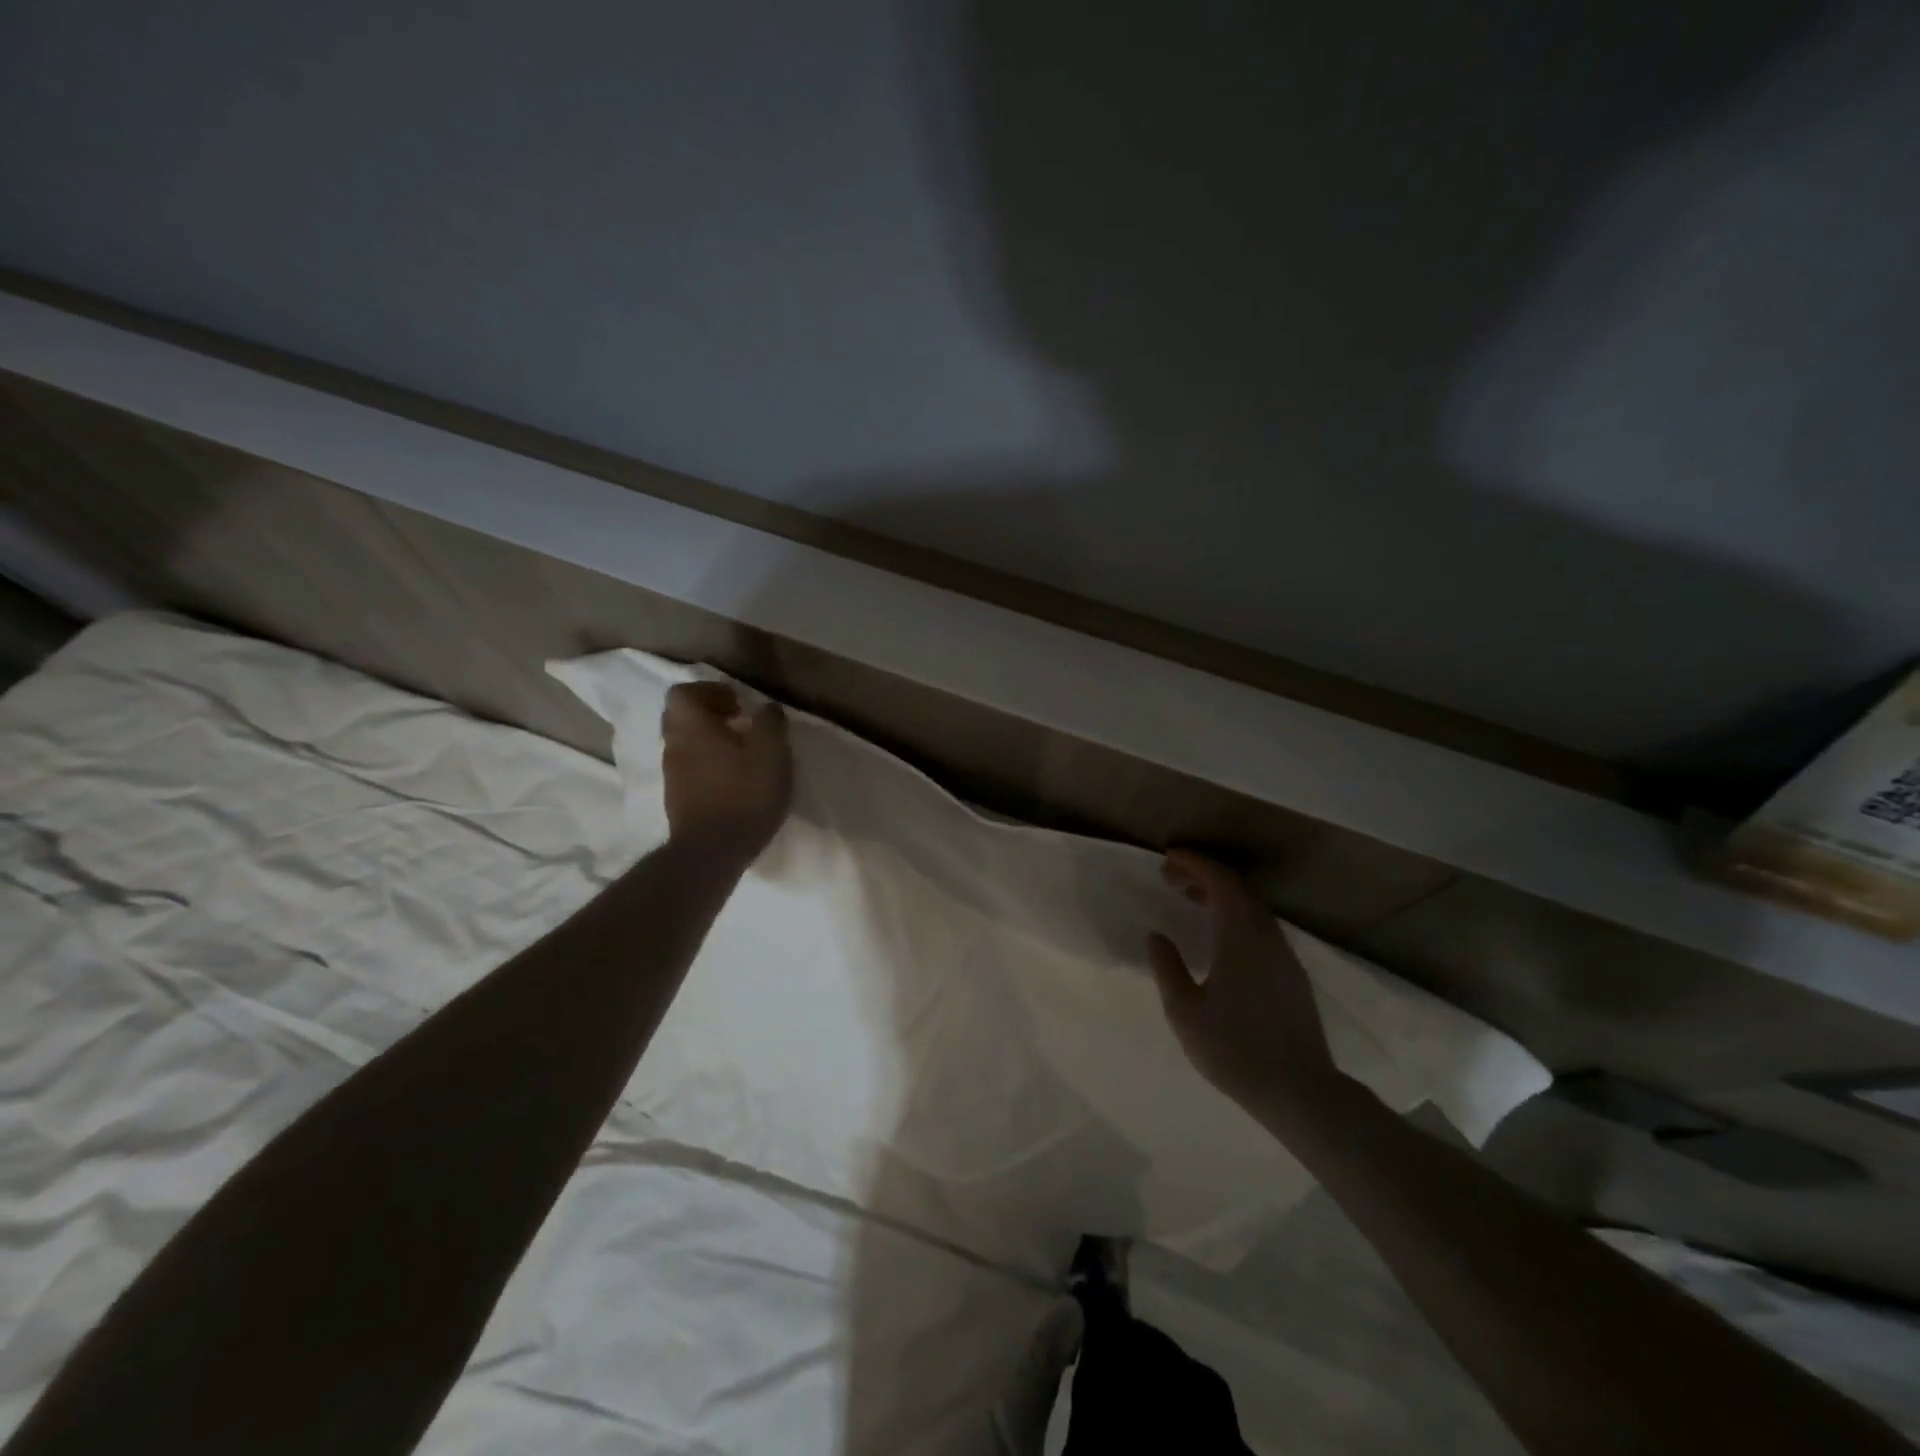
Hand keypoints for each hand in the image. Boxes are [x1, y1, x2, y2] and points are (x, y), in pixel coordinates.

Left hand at [660, 682, 793, 862]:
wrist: (712, 852)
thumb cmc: (744, 794)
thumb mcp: (772, 753)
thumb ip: (770, 723)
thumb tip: (767, 708)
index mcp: (692, 726)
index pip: (684, 692)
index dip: (710, 690)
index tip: (738, 702)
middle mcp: (674, 745)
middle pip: (682, 716)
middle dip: (709, 713)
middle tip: (740, 722)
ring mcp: (672, 774)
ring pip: (685, 742)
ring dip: (709, 739)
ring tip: (742, 752)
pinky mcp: (677, 798)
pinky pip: (690, 767)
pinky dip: (708, 762)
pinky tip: (734, 779)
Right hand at [1147, 851, 1347, 1132]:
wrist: (1300, 1092)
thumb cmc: (1234, 1049)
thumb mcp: (1185, 1011)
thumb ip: (1167, 967)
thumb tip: (1157, 935)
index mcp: (1240, 936)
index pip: (1220, 881)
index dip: (1194, 862)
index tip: (1168, 858)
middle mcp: (1267, 936)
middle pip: (1237, 889)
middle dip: (1204, 875)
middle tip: (1171, 877)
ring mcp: (1284, 955)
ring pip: (1251, 908)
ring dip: (1221, 895)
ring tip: (1191, 900)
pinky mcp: (1292, 974)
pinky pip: (1260, 927)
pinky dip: (1235, 916)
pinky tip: (1219, 937)